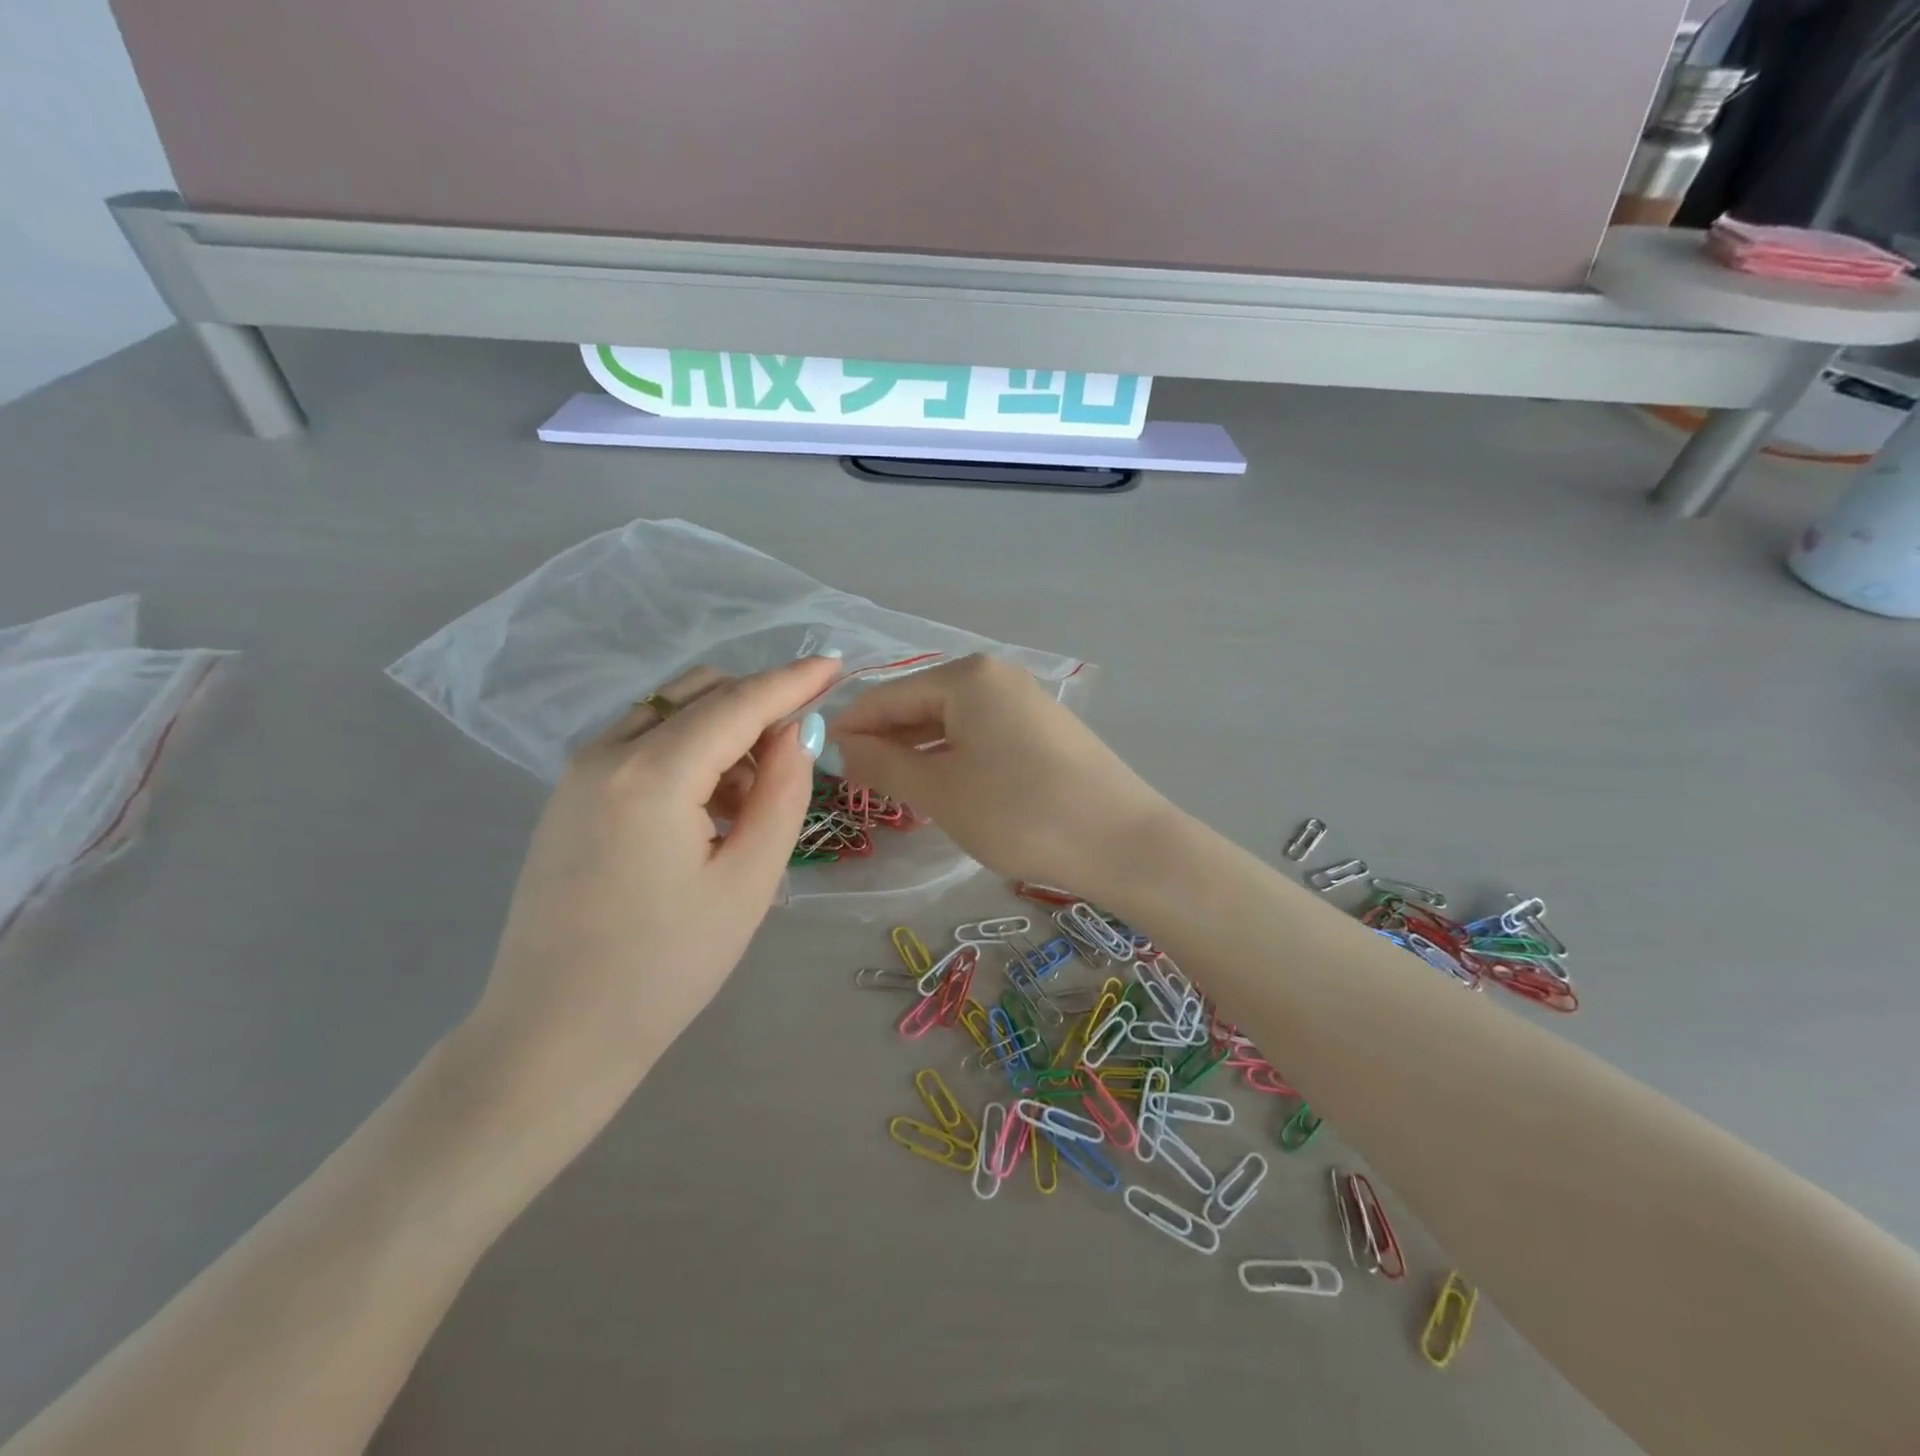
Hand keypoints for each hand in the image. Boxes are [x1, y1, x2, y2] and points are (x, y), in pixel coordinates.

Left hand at [458, 657, 836, 1114]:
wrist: (553, 1034)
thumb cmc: (665, 968)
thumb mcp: (748, 882)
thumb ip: (781, 794)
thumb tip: (796, 732)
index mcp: (651, 774)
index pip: (737, 702)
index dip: (792, 680)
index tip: (837, 664)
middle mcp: (606, 753)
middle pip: (699, 691)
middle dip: (757, 707)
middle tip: (794, 761)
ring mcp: (578, 771)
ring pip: (669, 712)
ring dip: (723, 731)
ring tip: (748, 804)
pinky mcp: (569, 794)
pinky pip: (642, 741)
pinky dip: (688, 751)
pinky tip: (705, 811)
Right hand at [828, 654, 1170, 899]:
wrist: (1122, 842)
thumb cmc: (1019, 813)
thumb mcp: (940, 791)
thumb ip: (883, 764)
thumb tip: (841, 745)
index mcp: (966, 677)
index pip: (887, 695)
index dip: (850, 727)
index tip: (820, 762)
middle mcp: (996, 676)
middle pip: (920, 704)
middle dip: (886, 741)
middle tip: (855, 785)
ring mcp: (1025, 701)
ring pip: (951, 722)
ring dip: (918, 753)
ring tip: (893, 791)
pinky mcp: (1044, 730)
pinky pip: (981, 735)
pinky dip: (954, 758)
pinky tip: (944, 788)